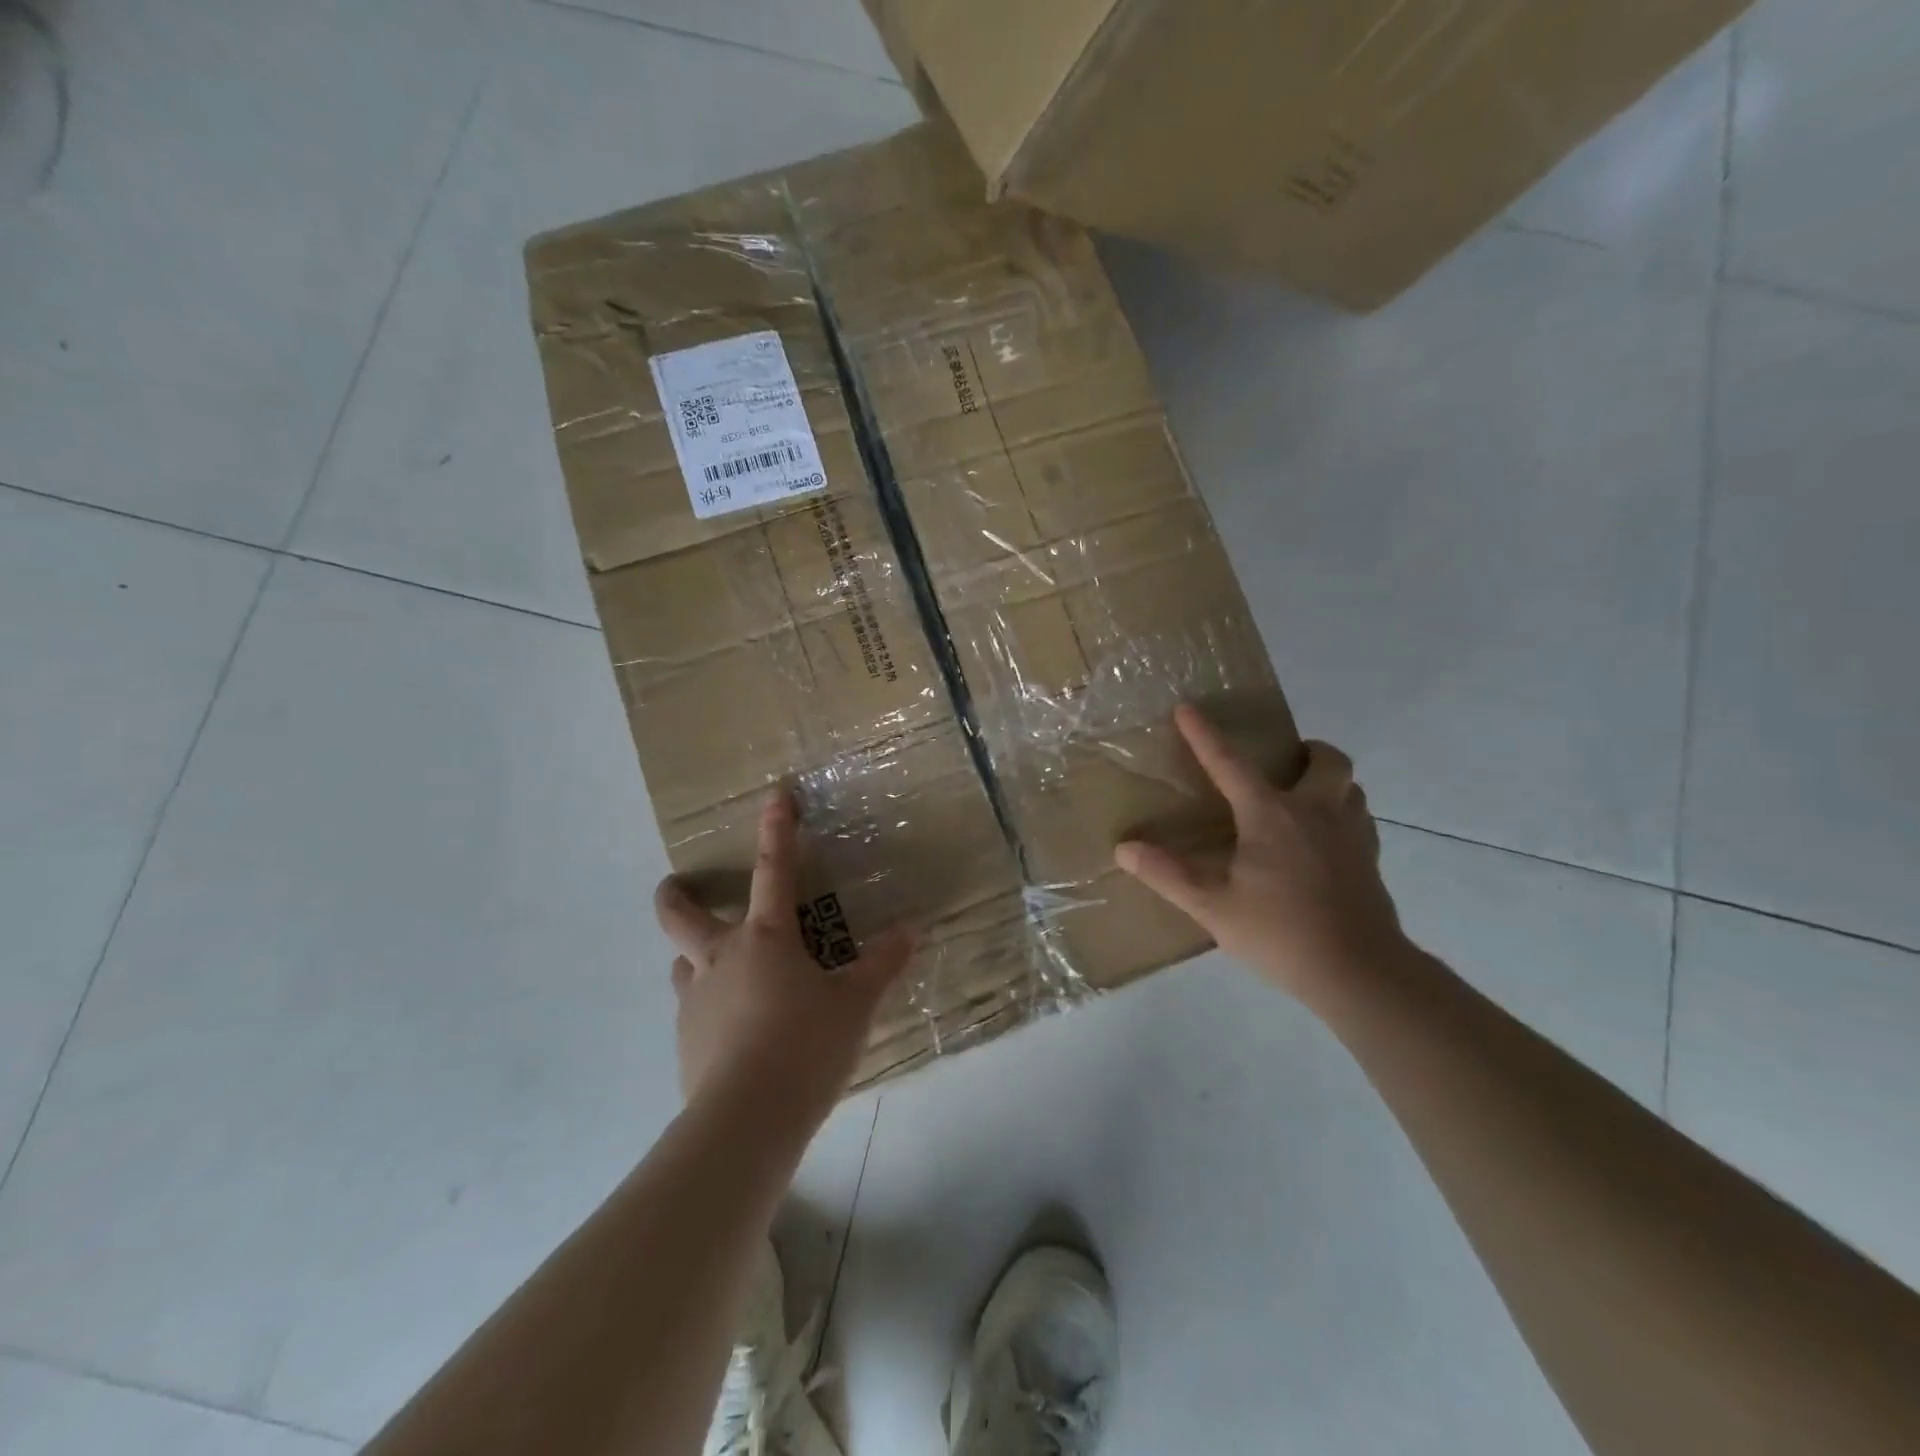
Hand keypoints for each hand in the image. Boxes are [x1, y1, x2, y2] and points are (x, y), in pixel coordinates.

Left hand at [654, 789, 914, 1118]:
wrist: (746, 1120)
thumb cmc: (806, 1046)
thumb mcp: (855, 1004)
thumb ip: (883, 964)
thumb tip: (912, 930)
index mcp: (765, 937)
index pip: (773, 869)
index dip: (776, 829)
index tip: (775, 795)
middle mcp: (721, 957)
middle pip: (681, 914)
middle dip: (676, 895)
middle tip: (677, 887)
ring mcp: (695, 1000)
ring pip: (683, 963)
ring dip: (696, 956)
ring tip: (721, 968)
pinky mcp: (685, 1041)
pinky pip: (693, 1008)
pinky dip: (709, 1005)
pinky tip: (734, 1030)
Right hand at [1114, 705, 1405, 1000]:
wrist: (1359, 972)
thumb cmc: (1280, 933)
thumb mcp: (1213, 907)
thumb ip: (1168, 875)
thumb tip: (1124, 848)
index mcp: (1270, 816)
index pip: (1229, 763)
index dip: (1204, 735)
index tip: (1186, 708)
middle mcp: (1315, 812)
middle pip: (1325, 760)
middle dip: (1305, 750)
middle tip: (1281, 763)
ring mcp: (1350, 834)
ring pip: (1350, 786)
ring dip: (1328, 780)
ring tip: (1303, 798)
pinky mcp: (1371, 860)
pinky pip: (1360, 818)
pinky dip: (1342, 813)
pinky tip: (1324, 841)